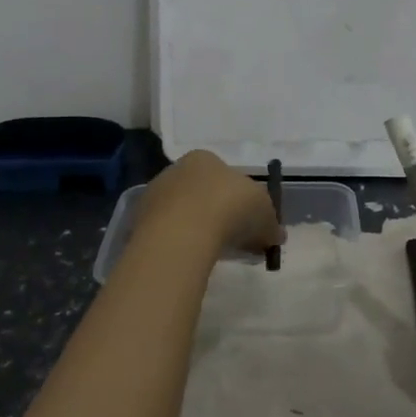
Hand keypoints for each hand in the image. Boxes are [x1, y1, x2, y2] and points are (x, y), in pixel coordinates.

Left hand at [135, 150, 283, 255]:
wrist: (183, 232)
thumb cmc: (229, 208)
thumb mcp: (264, 213)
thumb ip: (271, 223)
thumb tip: (276, 236)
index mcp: (205, 158)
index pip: (225, 175)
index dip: (240, 199)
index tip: (249, 223)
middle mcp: (176, 169)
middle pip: (202, 193)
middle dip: (218, 214)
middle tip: (233, 241)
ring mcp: (154, 195)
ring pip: (182, 212)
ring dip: (197, 229)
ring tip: (212, 253)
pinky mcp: (139, 221)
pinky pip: (168, 231)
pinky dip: (180, 243)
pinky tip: (191, 258)